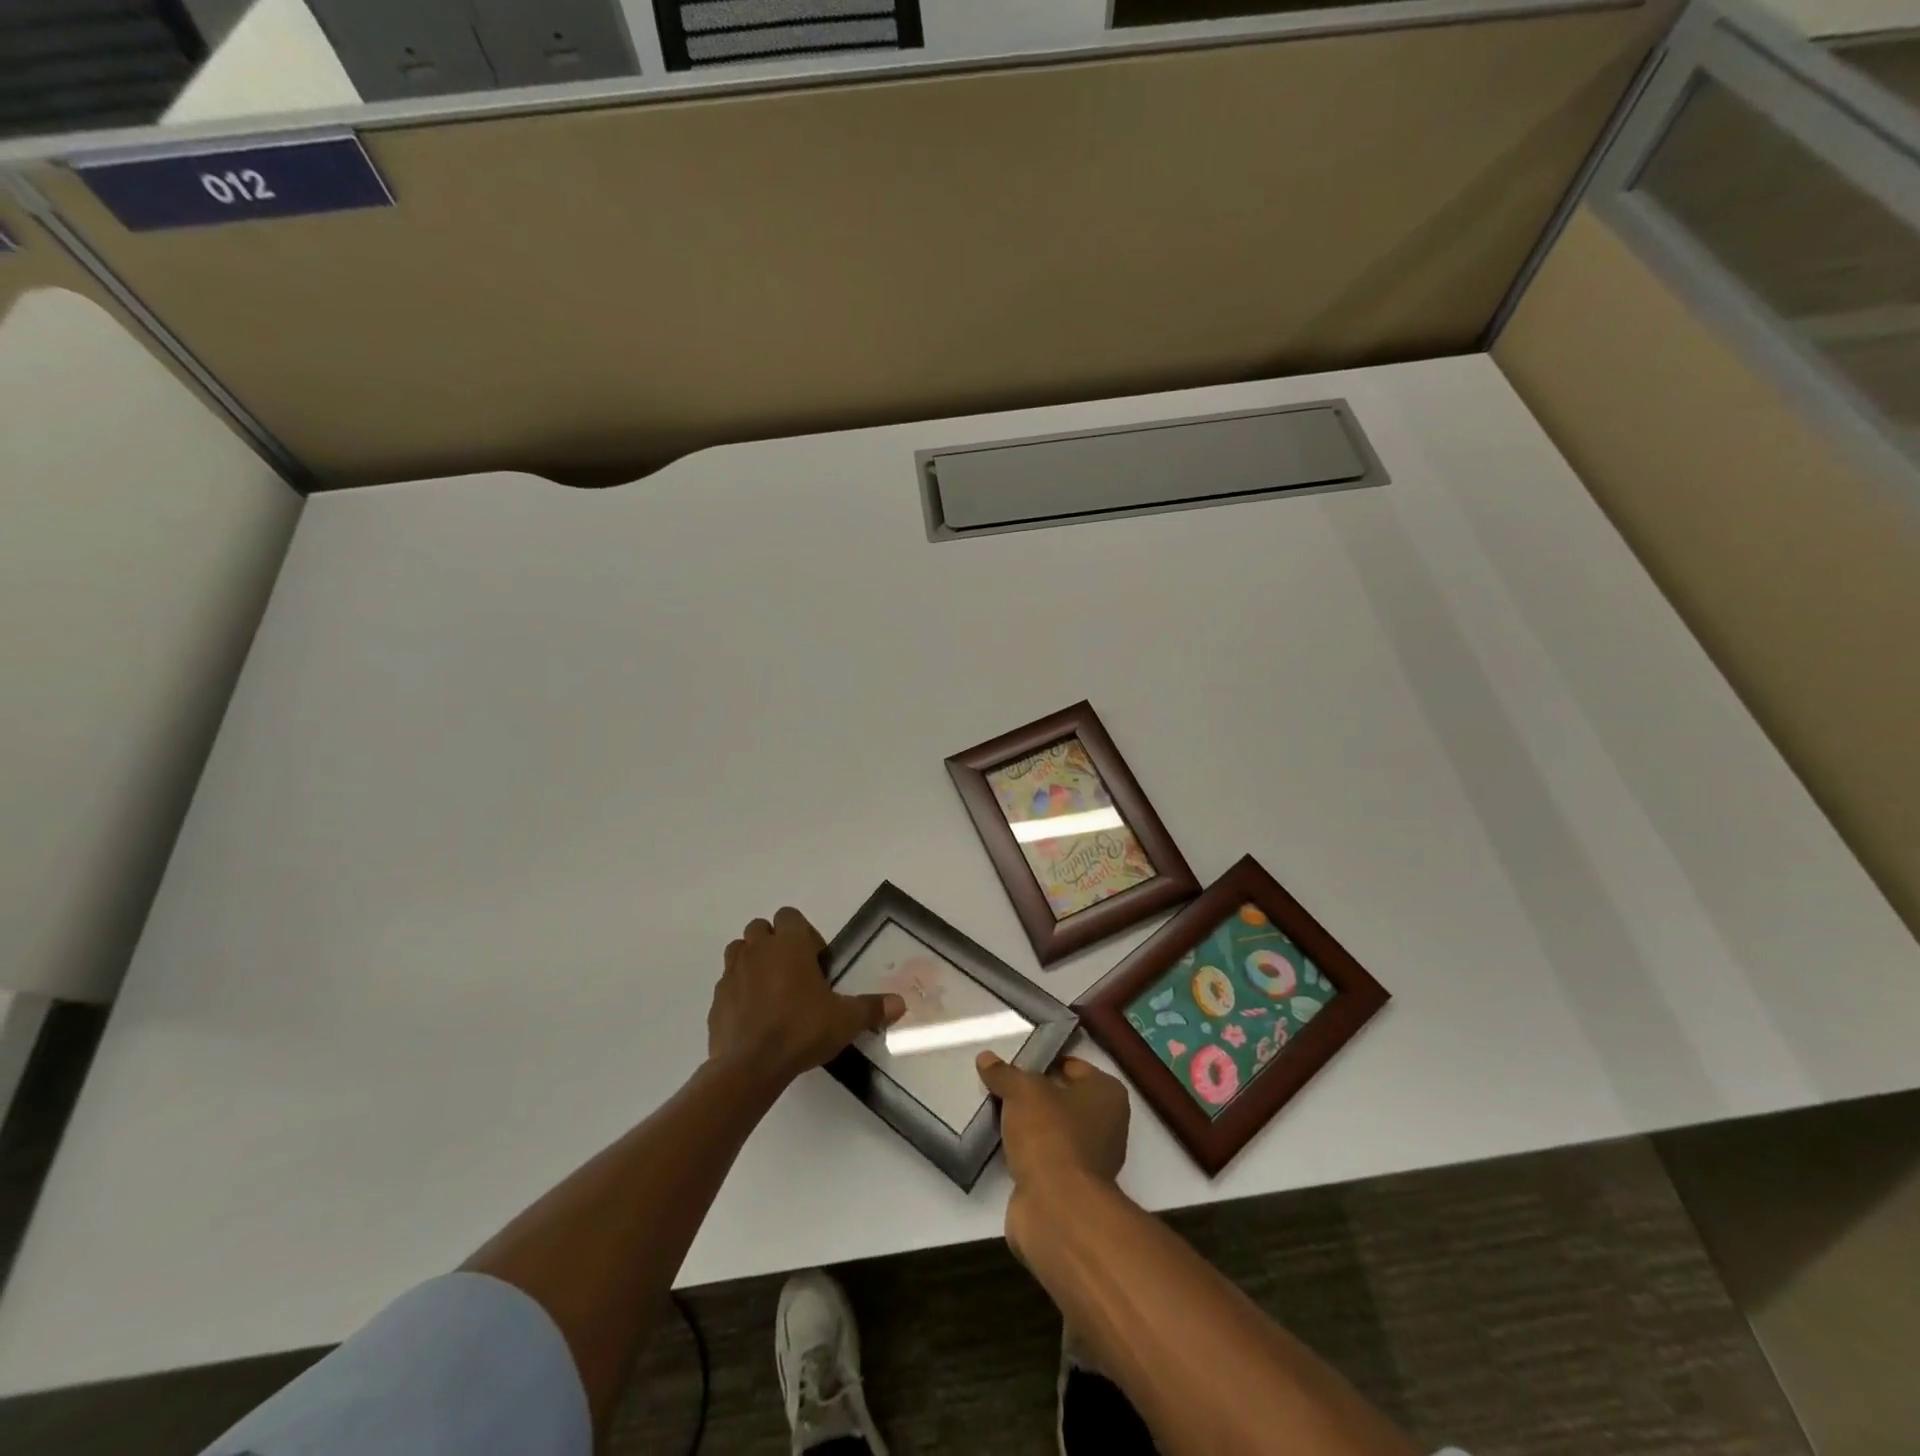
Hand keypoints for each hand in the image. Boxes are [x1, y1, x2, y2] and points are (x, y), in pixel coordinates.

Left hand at [708, 907, 903, 1090]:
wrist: (750, 1065)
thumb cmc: (801, 1030)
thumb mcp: (845, 1020)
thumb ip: (872, 1008)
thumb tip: (901, 1004)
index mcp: (789, 944)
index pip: (790, 916)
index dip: (804, 933)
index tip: (816, 961)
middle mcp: (758, 950)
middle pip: (761, 928)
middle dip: (775, 943)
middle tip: (794, 973)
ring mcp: (732, 973)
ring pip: (739, 950)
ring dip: (753, 961)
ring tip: (772, 990)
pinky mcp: (717, 999)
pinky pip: (728, 983)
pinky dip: (739, 991)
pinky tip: (754, 1015)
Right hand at [977, 1051, 1129, 1251]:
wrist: (1057, 1209)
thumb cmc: (1050, 1134)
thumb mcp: (1022, 1092)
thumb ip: (1004, 1073)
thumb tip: (985, 1058)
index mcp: (1107, 1094)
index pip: (1073, 1066)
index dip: (1043, 1062)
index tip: (1015, 1062)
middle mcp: (1107, 1124)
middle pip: (1063, 1098)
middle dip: (1034, 1095)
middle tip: (1002, 1086)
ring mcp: (1091, 1160)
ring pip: (1052, 1130)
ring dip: (1028, 1126)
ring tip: (995, 1113)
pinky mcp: (1071, 1188)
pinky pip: (1044, 1157)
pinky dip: (1026, 1153)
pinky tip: (1002, 1145)